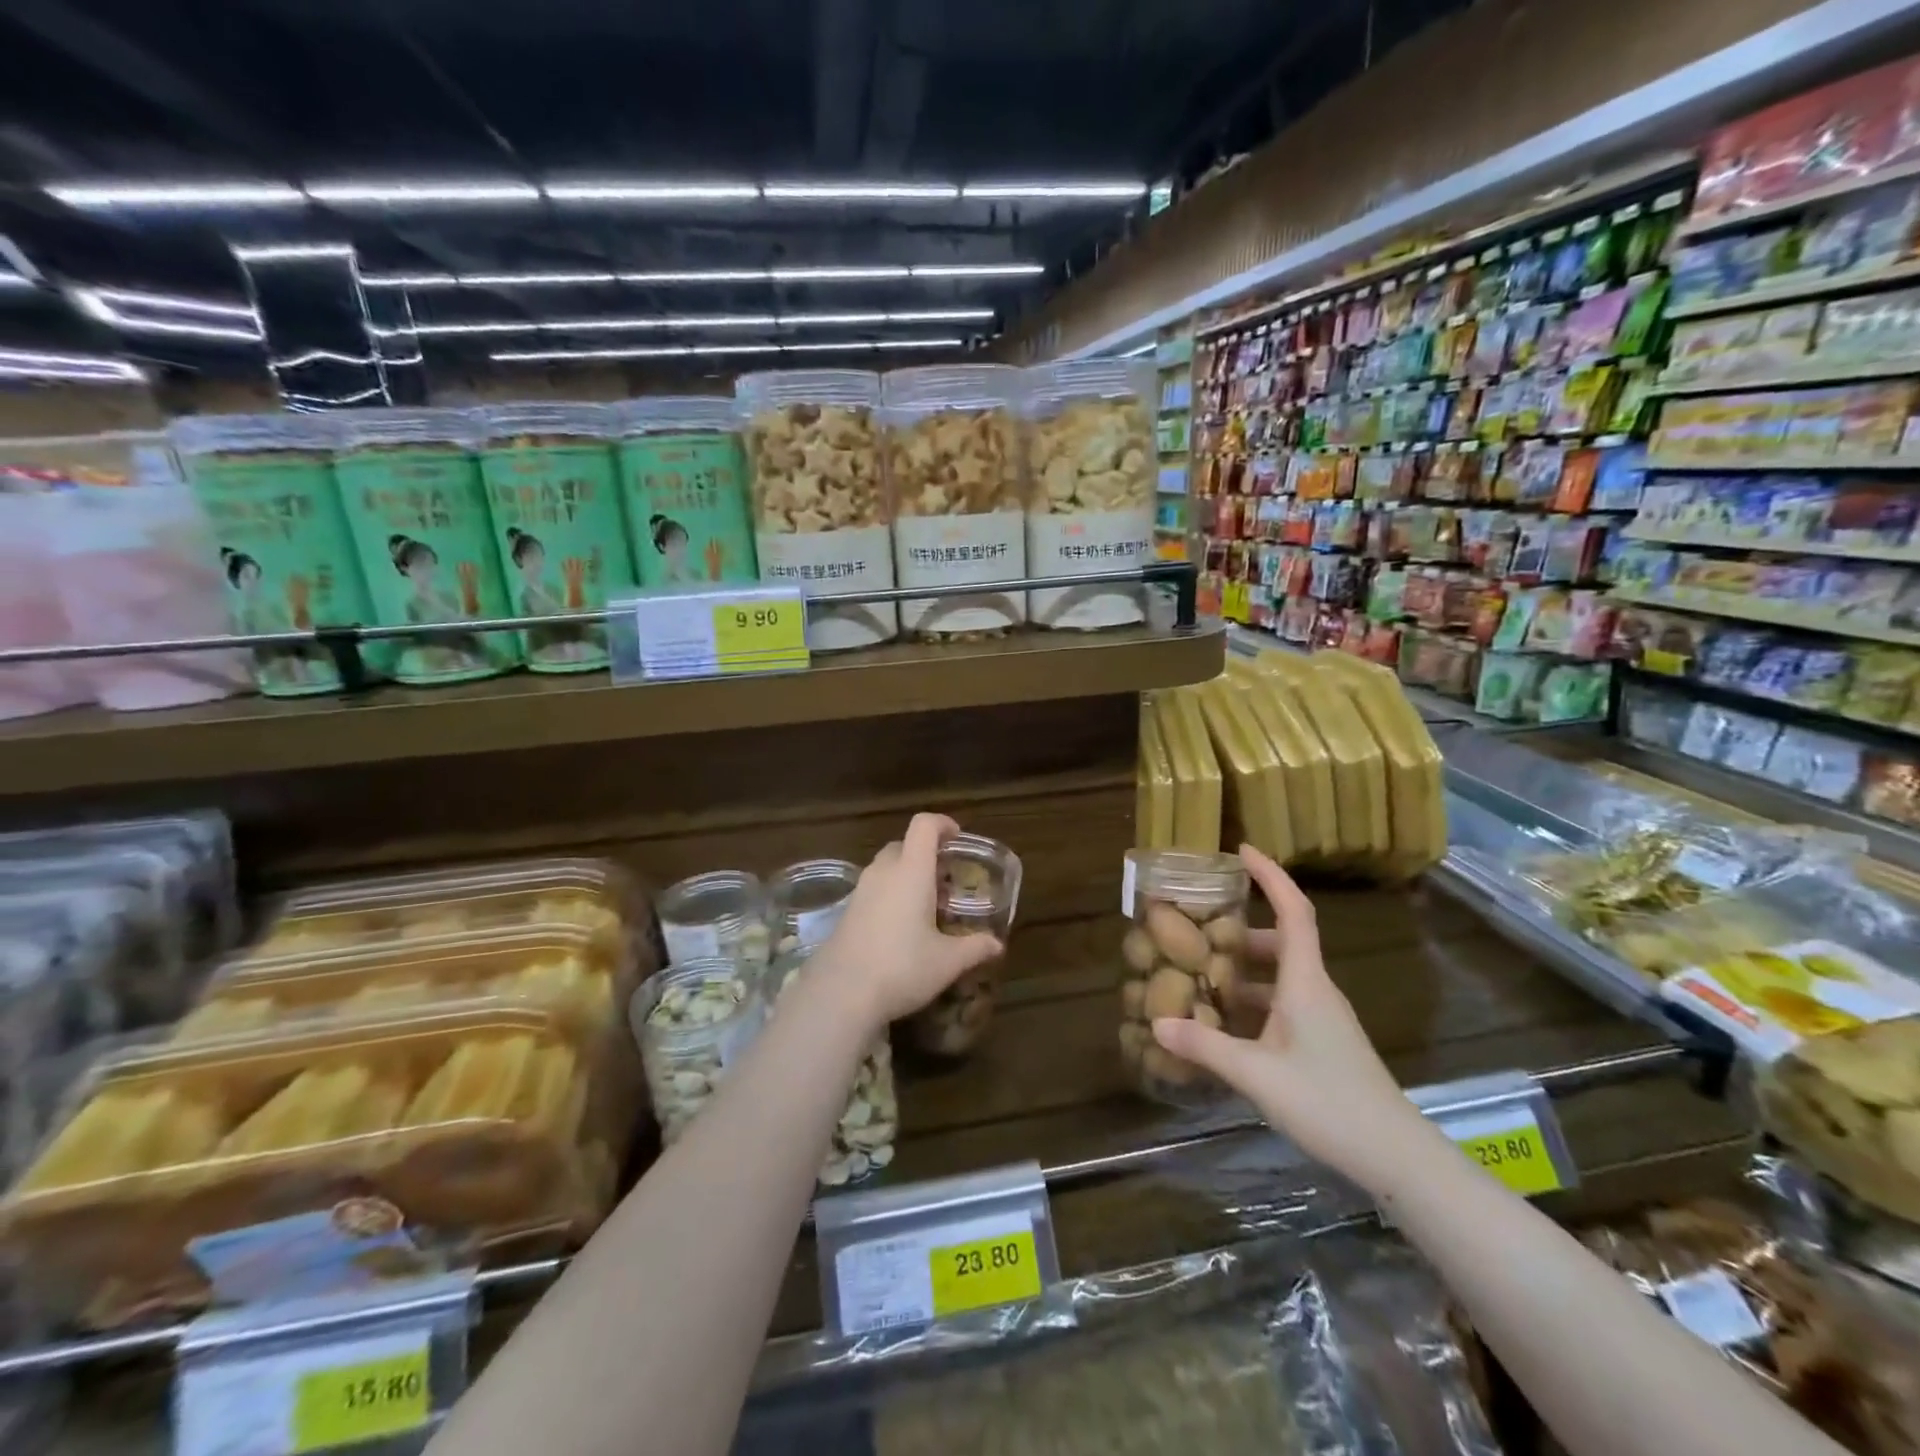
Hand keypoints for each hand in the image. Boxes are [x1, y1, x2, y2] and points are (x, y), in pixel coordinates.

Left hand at [814, 813, 1002, 1029]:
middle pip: (904, 844)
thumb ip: (975, 947)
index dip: (942, 823)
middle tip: (946, 882)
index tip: (957, 838)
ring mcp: (860, 890)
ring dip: (906, 875)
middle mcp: (883, 872)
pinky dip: (890, 894)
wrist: (841, 993)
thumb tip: (997, 944)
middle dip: (926, 855)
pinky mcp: (846, 911)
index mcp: (911, 871)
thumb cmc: (902, 968)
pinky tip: (901, 928)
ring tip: (926, 907)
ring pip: (886, 867)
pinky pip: (873, 888)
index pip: (924, 825)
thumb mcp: (947, 962)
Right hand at [1151, 844, 1438, 1196]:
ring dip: (1242, 970)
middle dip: (1240, 929)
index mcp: (1305, 983)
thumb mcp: (1256, 1075)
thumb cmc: (1328, 1103)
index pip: (1294, 911)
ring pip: (1279, 976)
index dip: (1270, 876)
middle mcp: (1315, 991)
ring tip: (1200, 974)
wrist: (1396, 1158)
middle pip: (1280, 942)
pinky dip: (1251, 1002)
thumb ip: (1205, 1048)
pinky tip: (1223, 1025)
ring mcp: (1321, 1019)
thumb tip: (1157, 1023)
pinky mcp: (1321, 1044)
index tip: (1242, 851)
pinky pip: (1281, 1005)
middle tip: (1198, 926)